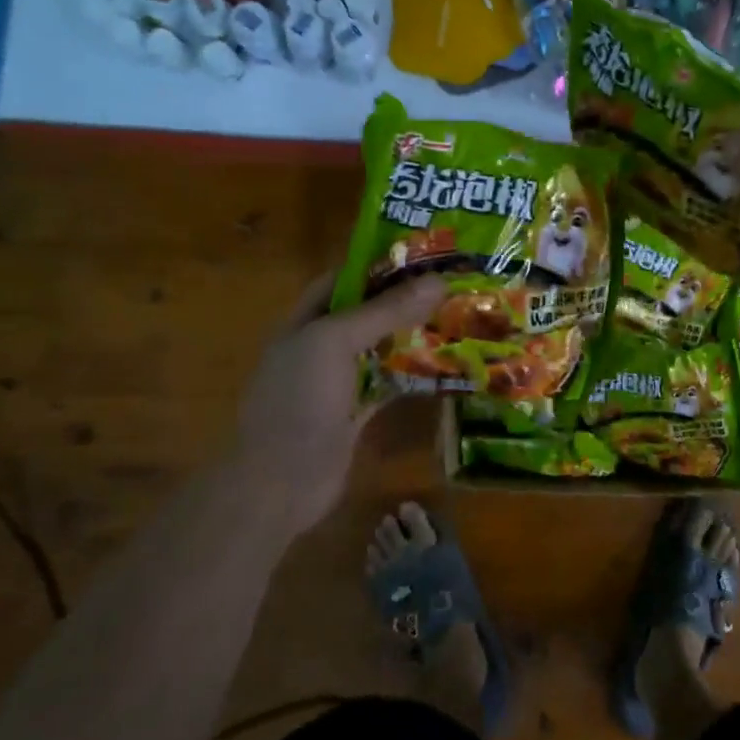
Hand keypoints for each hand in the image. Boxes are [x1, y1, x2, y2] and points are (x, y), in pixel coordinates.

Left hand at [230, 270, 445, 534]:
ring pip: (382, 348)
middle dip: (406, 299)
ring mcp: (339, 382)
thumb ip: (384, 311)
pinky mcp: (357, 413)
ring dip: (415, 335)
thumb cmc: (299, 401)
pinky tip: (449, 365)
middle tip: (454, 285)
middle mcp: (322, 346)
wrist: (280, 483)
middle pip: (368, 312)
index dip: (380, 264)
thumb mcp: (335, 343)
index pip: (344, 279)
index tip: (426, 255)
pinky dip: (415, 374)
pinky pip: (390, 383)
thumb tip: (437, 281)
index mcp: (306, 321)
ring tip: (460, 318)